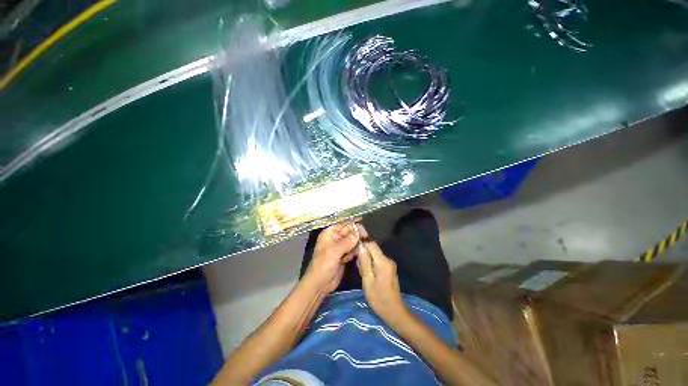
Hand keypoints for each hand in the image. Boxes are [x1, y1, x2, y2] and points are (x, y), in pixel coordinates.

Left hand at [303, 221, 360, 293]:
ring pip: (352, 240)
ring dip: (356, 244)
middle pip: (349, 231)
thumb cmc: (323, 265)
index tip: (362, 220)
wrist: (320, 284)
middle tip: (365, 238)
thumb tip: (358, 232)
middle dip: (356, 234)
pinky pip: (353, 249)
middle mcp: (335, 238)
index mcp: (330, 233)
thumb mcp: (334, 252)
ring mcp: (340, 247)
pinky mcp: (344, 255)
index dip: (352, 222)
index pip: (343, 224)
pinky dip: (354, 252)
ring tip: (355, 250)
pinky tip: (350, 258)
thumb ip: (347, 241)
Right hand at [356, 229, 407, 323]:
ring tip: (362, 272)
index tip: (353, 246)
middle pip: (373, 249)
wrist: (393, 311)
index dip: (362, 242)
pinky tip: (368, 275)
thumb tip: (361, 247)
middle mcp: (388, 260)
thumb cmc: (378, 297)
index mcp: (383, 261)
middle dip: (364, 254)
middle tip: (357, 266)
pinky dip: (371, 264)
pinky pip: (378, 261)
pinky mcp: (389, 269)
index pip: (372, 244)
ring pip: (375, 256)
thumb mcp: (368, 280)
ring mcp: (389, 264)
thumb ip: (364, 262)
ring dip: (367, 260)